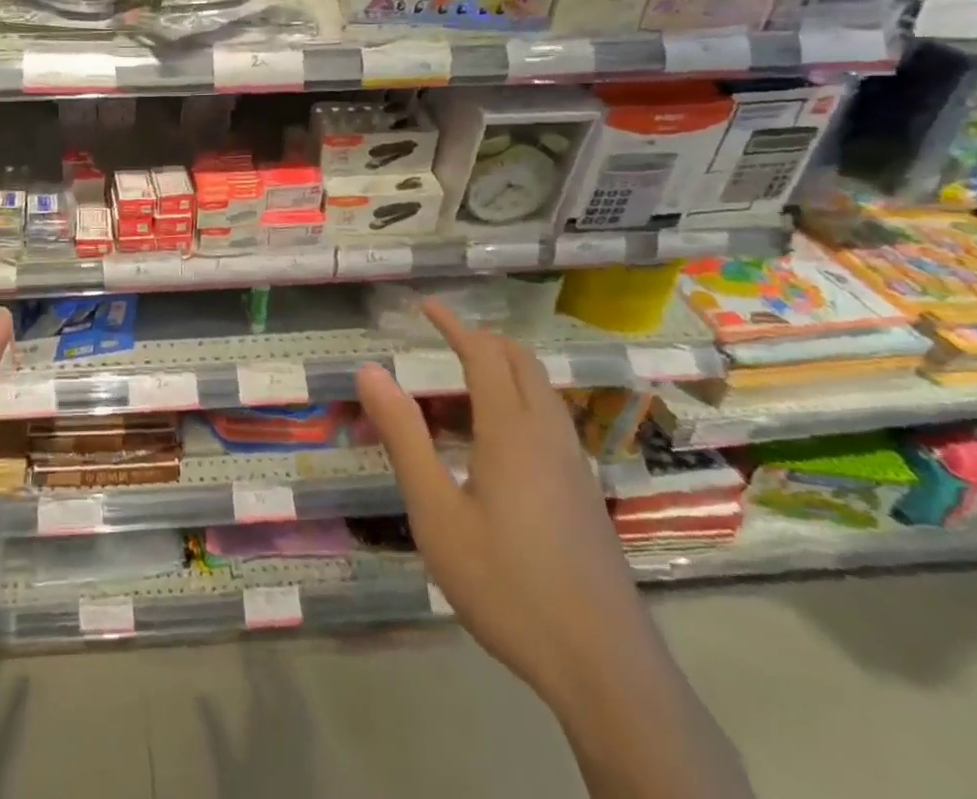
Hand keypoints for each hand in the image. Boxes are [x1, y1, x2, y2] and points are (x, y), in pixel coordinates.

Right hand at [354, 300, 647, 710]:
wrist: (606, 669)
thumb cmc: (508, 585)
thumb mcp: (436, 513)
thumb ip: (403, 437)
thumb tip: (370, 371)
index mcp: (512, 431)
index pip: (484, 354)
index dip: (455, 325)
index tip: (426, 306)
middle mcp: (550, 436)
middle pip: (522, 363)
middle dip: (483, 340)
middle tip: (444, 337)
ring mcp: (574, 466)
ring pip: (542, 393)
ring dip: (504, 370)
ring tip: (460, 385)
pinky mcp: (585, 495)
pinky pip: (550, 422)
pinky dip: (519, 402)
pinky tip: (494, 442)